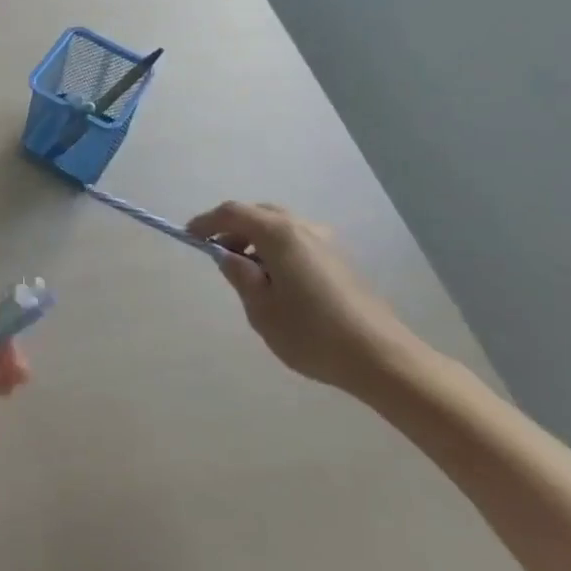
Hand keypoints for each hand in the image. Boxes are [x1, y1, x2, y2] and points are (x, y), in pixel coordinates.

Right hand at [186, 201, 429, 396]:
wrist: (381, 358)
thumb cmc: (312, 333)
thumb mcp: (261, 309)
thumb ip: (240, 276)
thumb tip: (228, 256)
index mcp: (279, 234)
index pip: (233, 213)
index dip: (207, 222)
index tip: (189, 237)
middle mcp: (303, 228)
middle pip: (258, 214)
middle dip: (232, 229)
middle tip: (217, 254)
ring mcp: (326, 242)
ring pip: (280, 227)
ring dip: (256, 240)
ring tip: (246, 273)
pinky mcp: (340, 260)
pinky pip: (297, 241)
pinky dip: (277, 250)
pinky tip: (276, 282)